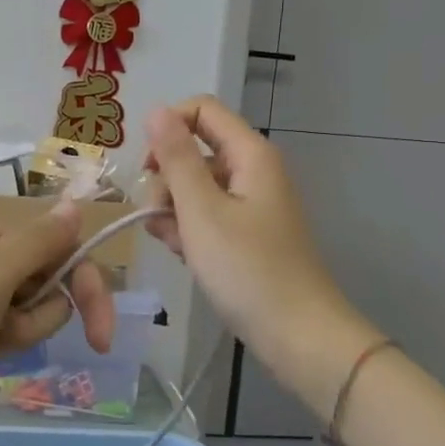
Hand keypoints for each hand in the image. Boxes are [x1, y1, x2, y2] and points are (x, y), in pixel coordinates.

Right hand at [144, 98, 379, 409]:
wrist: (298, 335)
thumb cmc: (247, 269)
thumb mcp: (201, 211)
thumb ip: (176, 158)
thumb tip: (156, 111)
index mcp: (249, 154)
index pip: (201, 110)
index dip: (167, 129)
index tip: (147, 168)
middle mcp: (251, 170)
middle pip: (194, 151)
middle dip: (166, 180)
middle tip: (158, 217)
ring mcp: (250, 203)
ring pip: (195, 187)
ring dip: (174, 210)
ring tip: (176, 246)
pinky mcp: (246, 233)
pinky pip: (207, 216)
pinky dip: (190, 230)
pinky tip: (186, 256)